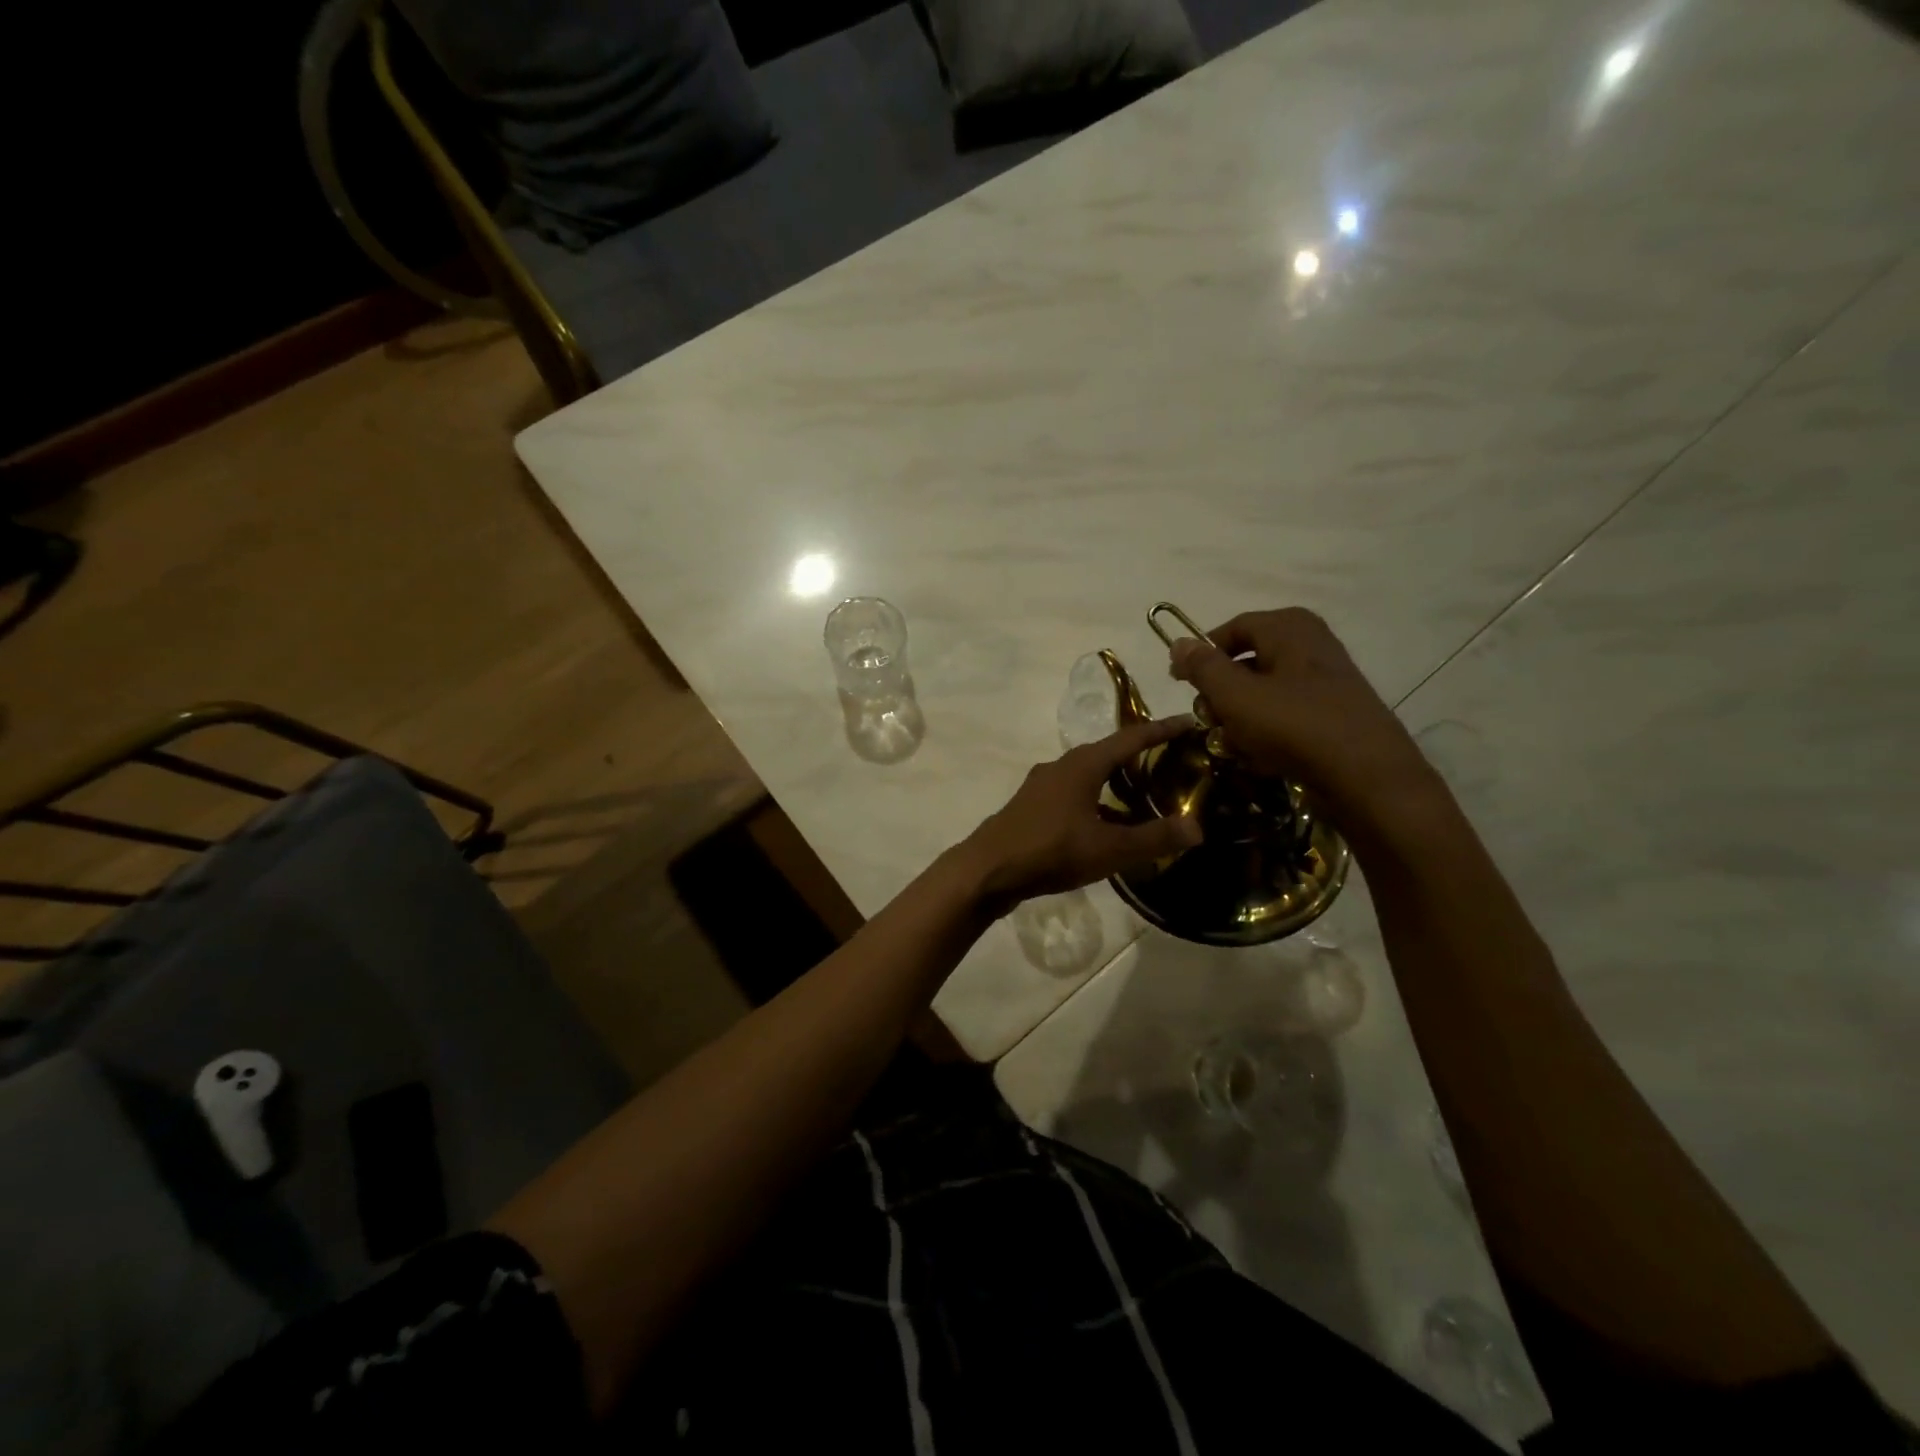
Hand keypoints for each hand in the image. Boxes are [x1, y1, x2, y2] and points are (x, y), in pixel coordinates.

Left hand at [960, 716, 1204, 912]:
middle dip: (1139, 753)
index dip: (1161, 729)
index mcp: (1082, 765)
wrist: (988, 869)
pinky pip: (1073, 793)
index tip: (1187, 721)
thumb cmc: (1050, 851)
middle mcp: (1061, 766)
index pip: (1130, 738)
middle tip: (1170, 759)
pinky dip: (1096, 799)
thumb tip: (1197, 828)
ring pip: (1088, 774)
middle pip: (1107, 752)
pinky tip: (1106, 823)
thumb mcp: (1109, 849)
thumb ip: (1154, 838)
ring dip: (1115, 779)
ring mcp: (1042, 785)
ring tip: (1143, 793)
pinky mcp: (1032, 806)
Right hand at [1168, 608, 1441, 831]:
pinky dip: (1268, 731)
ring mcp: (1326, 678)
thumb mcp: (1235, 695)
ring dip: (1241, 717)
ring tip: (1232, 744)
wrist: (1367, 776)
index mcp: (1288, 627)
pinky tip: (1261, 756)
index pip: (1230, 630)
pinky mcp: (1335, 711)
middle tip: (1207, 719)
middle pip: (1247, 661)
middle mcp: (1310, 643)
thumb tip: (1178, 643)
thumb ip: (1203, 667)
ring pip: (1265, 691)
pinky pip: (1287, 713)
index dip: (1200, 655)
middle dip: (1221, 693)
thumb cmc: (1294, 725)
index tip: (1179, 683)